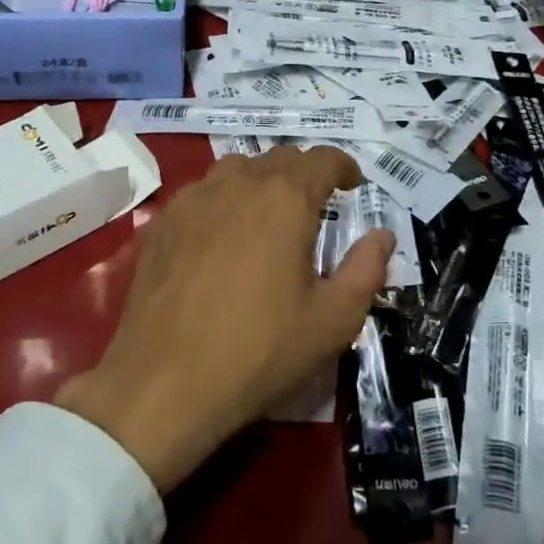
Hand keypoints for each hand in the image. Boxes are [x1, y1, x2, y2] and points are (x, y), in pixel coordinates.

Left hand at [57, 146, 393, 491]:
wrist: (164, 384)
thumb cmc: (260, 351)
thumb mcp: (333, 320)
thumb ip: (366, 270)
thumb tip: (382, 236)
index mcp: (286, 199)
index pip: (322, 159)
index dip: (343, 166)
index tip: (352, 185)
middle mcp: (239, 183)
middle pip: (279, 158)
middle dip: (304, 173)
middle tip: (316, 205)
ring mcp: (193, 199)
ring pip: (236, 169)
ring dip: (261, 181)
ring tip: (268, 215)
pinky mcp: (162, 223)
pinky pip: (201, 193)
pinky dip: (223, 200)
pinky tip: (222, 235)